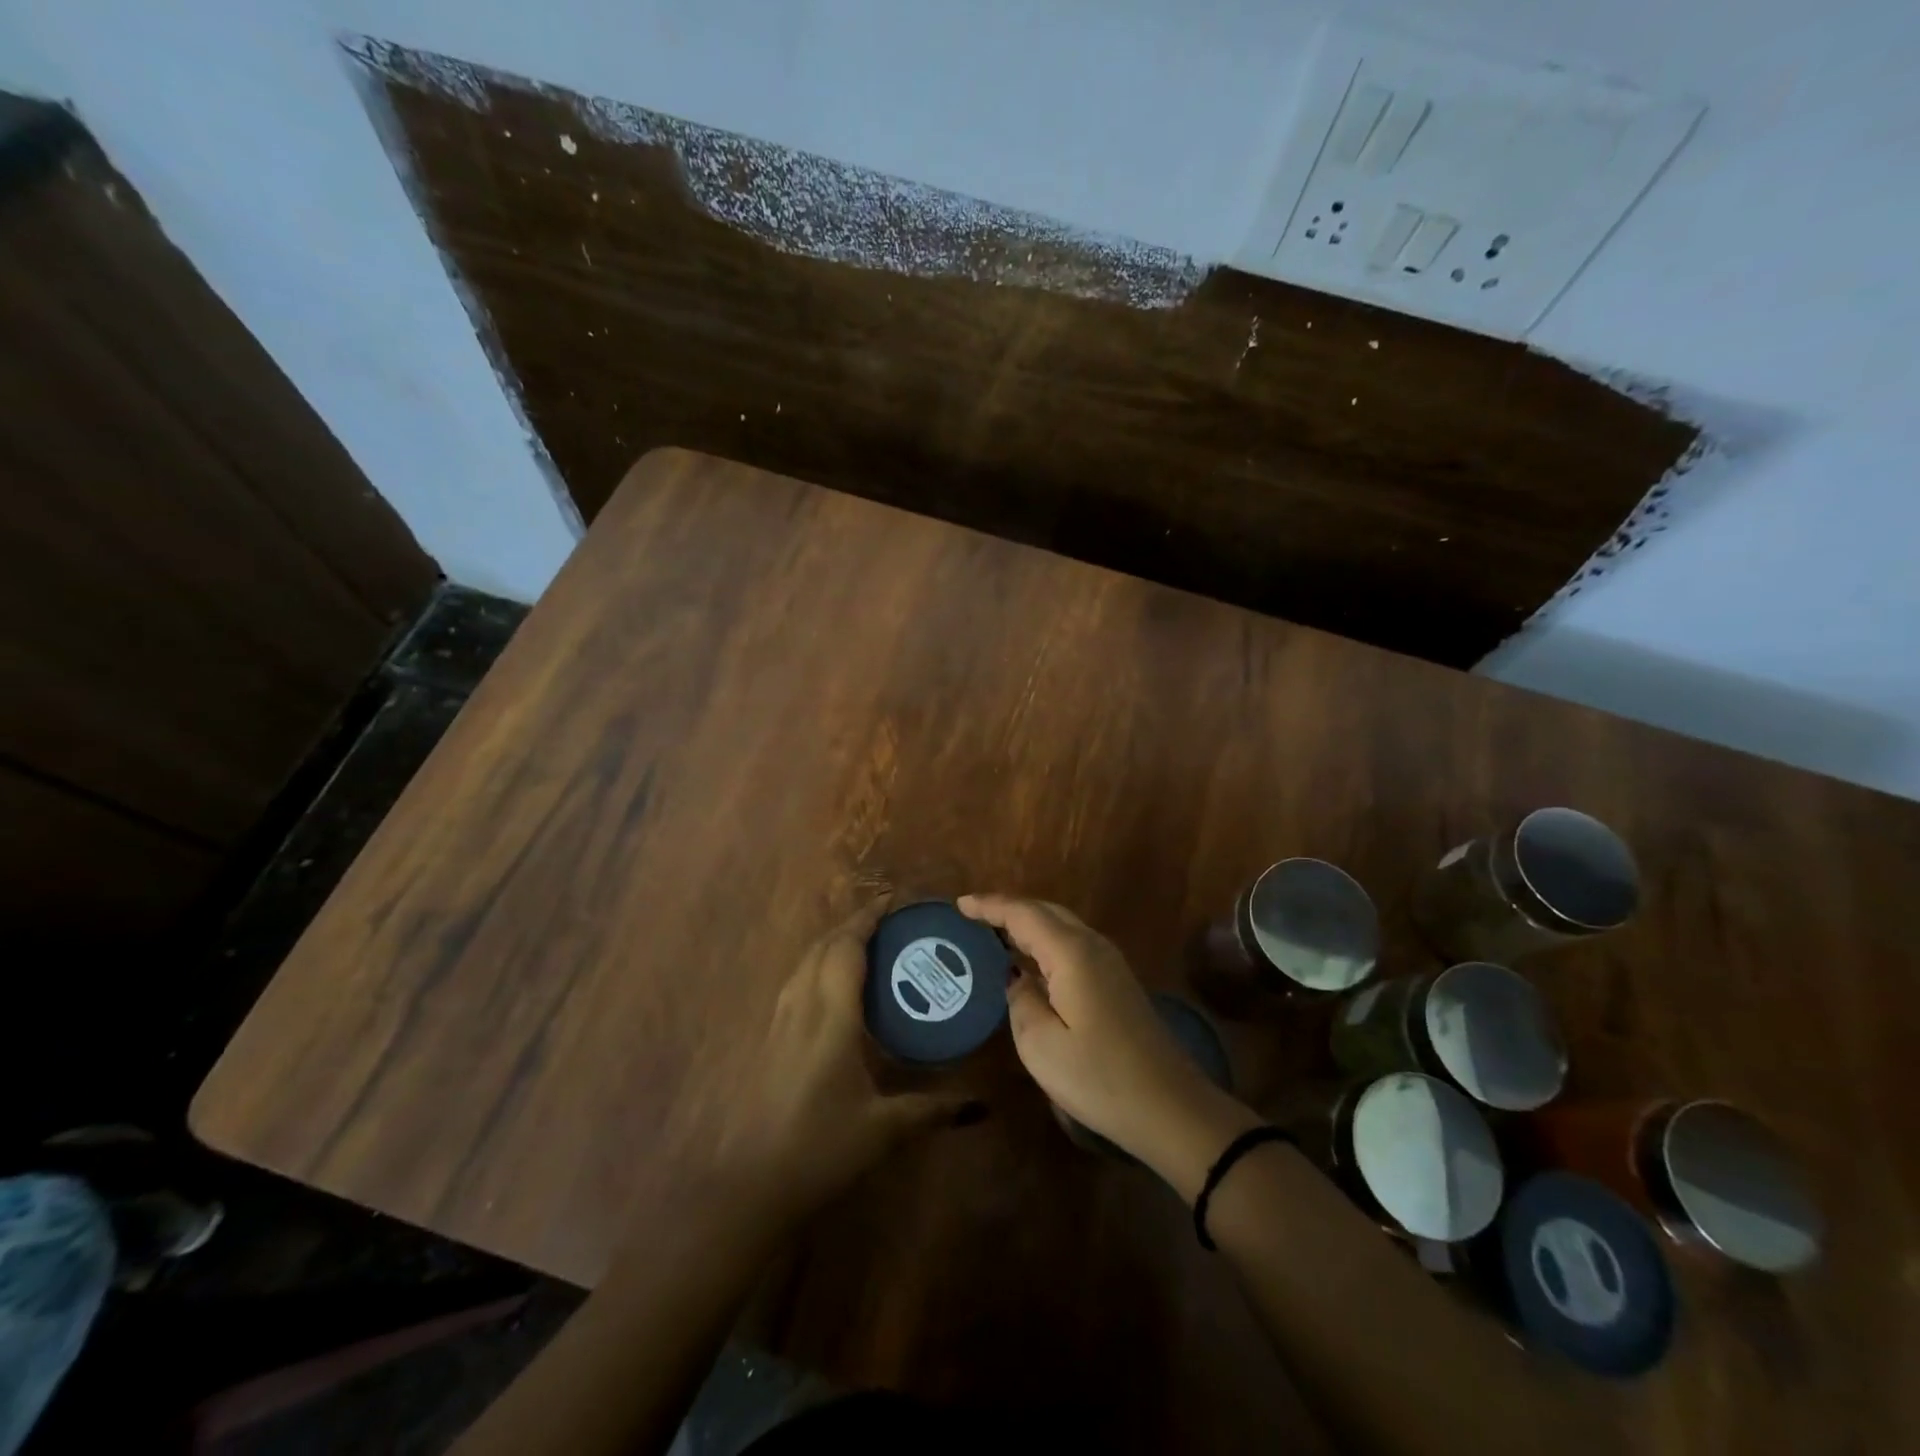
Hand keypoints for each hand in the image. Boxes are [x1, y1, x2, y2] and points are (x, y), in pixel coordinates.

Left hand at [667, 896, 974, 1224]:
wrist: (750, 1185)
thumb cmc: (819, 1149)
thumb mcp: (883, 1129)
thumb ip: (932, 1110)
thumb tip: (979, 1105)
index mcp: (830, 1017)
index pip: (846, 949)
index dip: (868, 919)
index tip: (893, 901)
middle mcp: (801, 1008)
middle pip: (823, 948)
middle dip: (853, 925)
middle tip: (889, 923)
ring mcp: (779, 1023)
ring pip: (805, 963)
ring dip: (833, 943)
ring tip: (866, 946)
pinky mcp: (769, 1039)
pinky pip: (796, 983)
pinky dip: (819, 966)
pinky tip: (835, 989)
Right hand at [958, 893, 1257, 1188]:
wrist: (1171, 1107)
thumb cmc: (1100, 1078)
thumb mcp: (1041, 1046)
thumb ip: (1020, 1001)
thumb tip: (1016, 977)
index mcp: (1072, 953)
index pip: (1023, 914)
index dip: (990, 906)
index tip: (959, 904)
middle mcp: (1093, 946)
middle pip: (1045, 911)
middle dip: (1008, 909)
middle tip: (973, 916)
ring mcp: (1110, 962)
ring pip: (1062, 926)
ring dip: (1028, 923)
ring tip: (994, 933)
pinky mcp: (1118, 982)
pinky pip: (1073, 944)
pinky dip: (1045, 942)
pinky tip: (1031, 961)